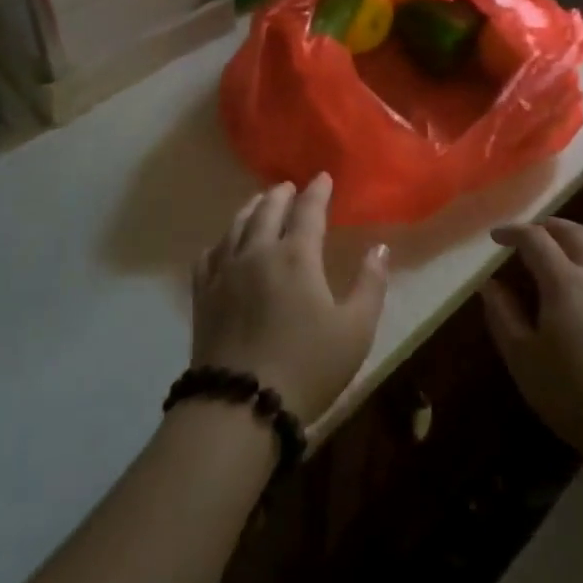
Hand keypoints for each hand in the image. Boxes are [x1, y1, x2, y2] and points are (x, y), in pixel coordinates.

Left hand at [193, 175, 388, 425]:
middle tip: (289, 186)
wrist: (240, 405)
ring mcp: (225, 272)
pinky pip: (210, 254)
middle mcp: (257, 252)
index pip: (308, 211)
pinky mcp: (203, 294)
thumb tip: (379, 248)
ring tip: (259, 202)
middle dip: (281, 194)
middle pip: (267, 210)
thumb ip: (370, 285)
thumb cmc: (307, 367)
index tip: (323, 177)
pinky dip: (221, 240)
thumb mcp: (355, 330)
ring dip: (251, 208)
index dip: (317, 192)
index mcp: (296, 256)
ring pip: (236, 226)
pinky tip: (224, 243)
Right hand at [480, 218, 582, 464]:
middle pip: (574, 233)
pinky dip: (582, 266)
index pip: (536, 239)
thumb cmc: (570, 391)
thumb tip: (491, 285)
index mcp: (565, 281)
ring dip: (568, 244)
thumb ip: (503, 314)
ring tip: (547, 260)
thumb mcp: (522, 356)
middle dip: (547, 227)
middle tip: (524, 236)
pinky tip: (571, 295)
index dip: (513, 232)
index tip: (494, 238)